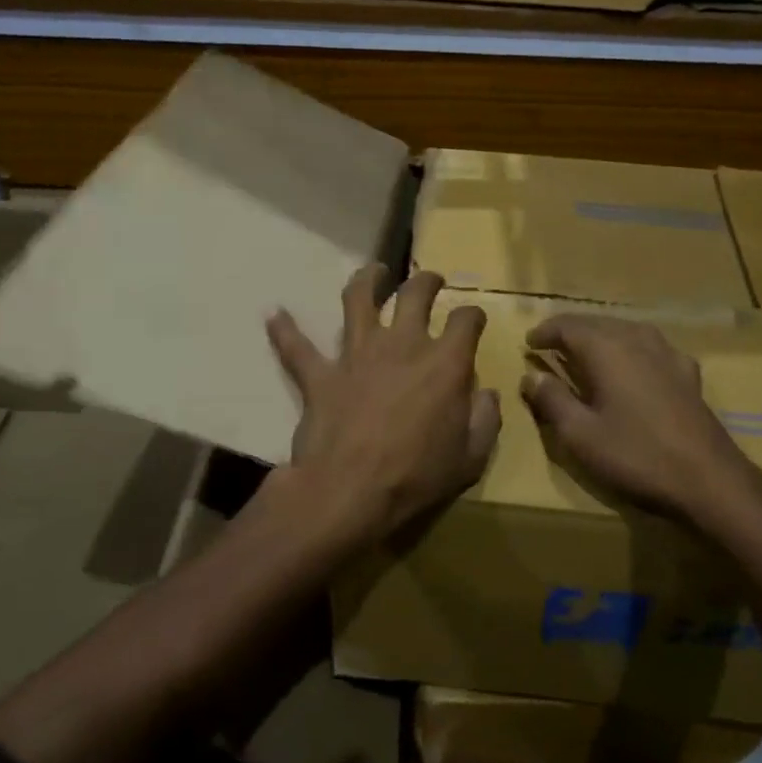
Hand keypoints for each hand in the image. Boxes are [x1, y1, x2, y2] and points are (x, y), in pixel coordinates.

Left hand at [267, 266, 499, 544]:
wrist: (349, 491)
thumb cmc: (416, 477)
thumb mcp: (470, 458)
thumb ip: (485, 420)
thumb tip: (487, 394)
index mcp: (444, 363)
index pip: (466, 320)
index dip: (473, 316)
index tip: (473, 320)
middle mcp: (402, 345)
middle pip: (415, 294)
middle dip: (426, 281)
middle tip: (429, 280)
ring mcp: (357, 354)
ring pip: (359, 300)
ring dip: (367, 279)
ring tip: (373, 270)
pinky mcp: (321, 374)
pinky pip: (298, 347)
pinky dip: (285, 331)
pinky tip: (274, 314)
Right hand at [519, 313, 761, 543]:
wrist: (709, 479)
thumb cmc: (637, 455)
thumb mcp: (581, 435)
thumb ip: (552, 400)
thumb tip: (530, 375)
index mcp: (606, 349)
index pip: (568, 326)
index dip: (545, 332)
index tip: (528, 343)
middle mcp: (636, 340)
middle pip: (597, 322)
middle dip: (571, 331)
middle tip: (551, 344)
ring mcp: (667, 354)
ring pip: (625, 330)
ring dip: (601, 335)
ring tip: (585, 351)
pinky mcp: (687, 373)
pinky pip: (651, 347)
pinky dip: (631, 348)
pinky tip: (634, 364)